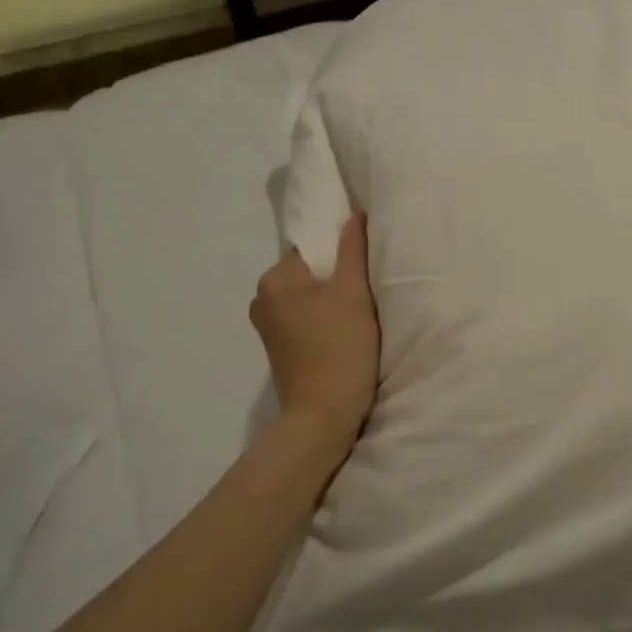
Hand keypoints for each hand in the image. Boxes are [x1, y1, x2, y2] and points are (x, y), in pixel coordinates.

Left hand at [250, 215, 380, 454]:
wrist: (323, 416)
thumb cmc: (340, 347)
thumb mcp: (354, 292)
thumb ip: (353, 249)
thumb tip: (354, 215)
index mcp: (275, 279)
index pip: (314, 248)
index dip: (343, 255)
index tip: (368, 270)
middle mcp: (263, 299)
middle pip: (311, 272)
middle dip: (338, 278)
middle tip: (368, 294)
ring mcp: (268, 327)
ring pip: (309, 297)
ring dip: (333, 301)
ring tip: (359, 316)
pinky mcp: (278, 349)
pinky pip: (305, 319)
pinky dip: (324, 321)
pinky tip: (344, 335)